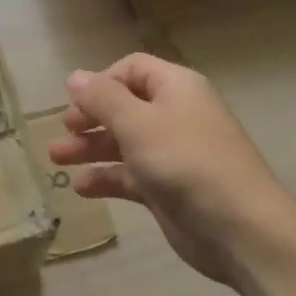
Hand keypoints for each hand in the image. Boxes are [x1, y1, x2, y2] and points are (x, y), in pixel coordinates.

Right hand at [50, 55, 294, 282]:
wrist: (238, 227)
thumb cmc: (185, 161)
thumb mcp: (137, 123)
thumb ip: (102, 98)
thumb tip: (74, 76)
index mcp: (176, 88)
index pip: (132, 69)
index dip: (102, 82)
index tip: (77, 102)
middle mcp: (174, 115)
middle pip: (124, 107)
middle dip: (90, 117)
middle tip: (65, 131)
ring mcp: (171, 153)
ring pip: (123, 142)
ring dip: (90, 148)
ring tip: (56, 159)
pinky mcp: (167, 188)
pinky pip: (130, 175)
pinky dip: (106, 178)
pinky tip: (81, 188)